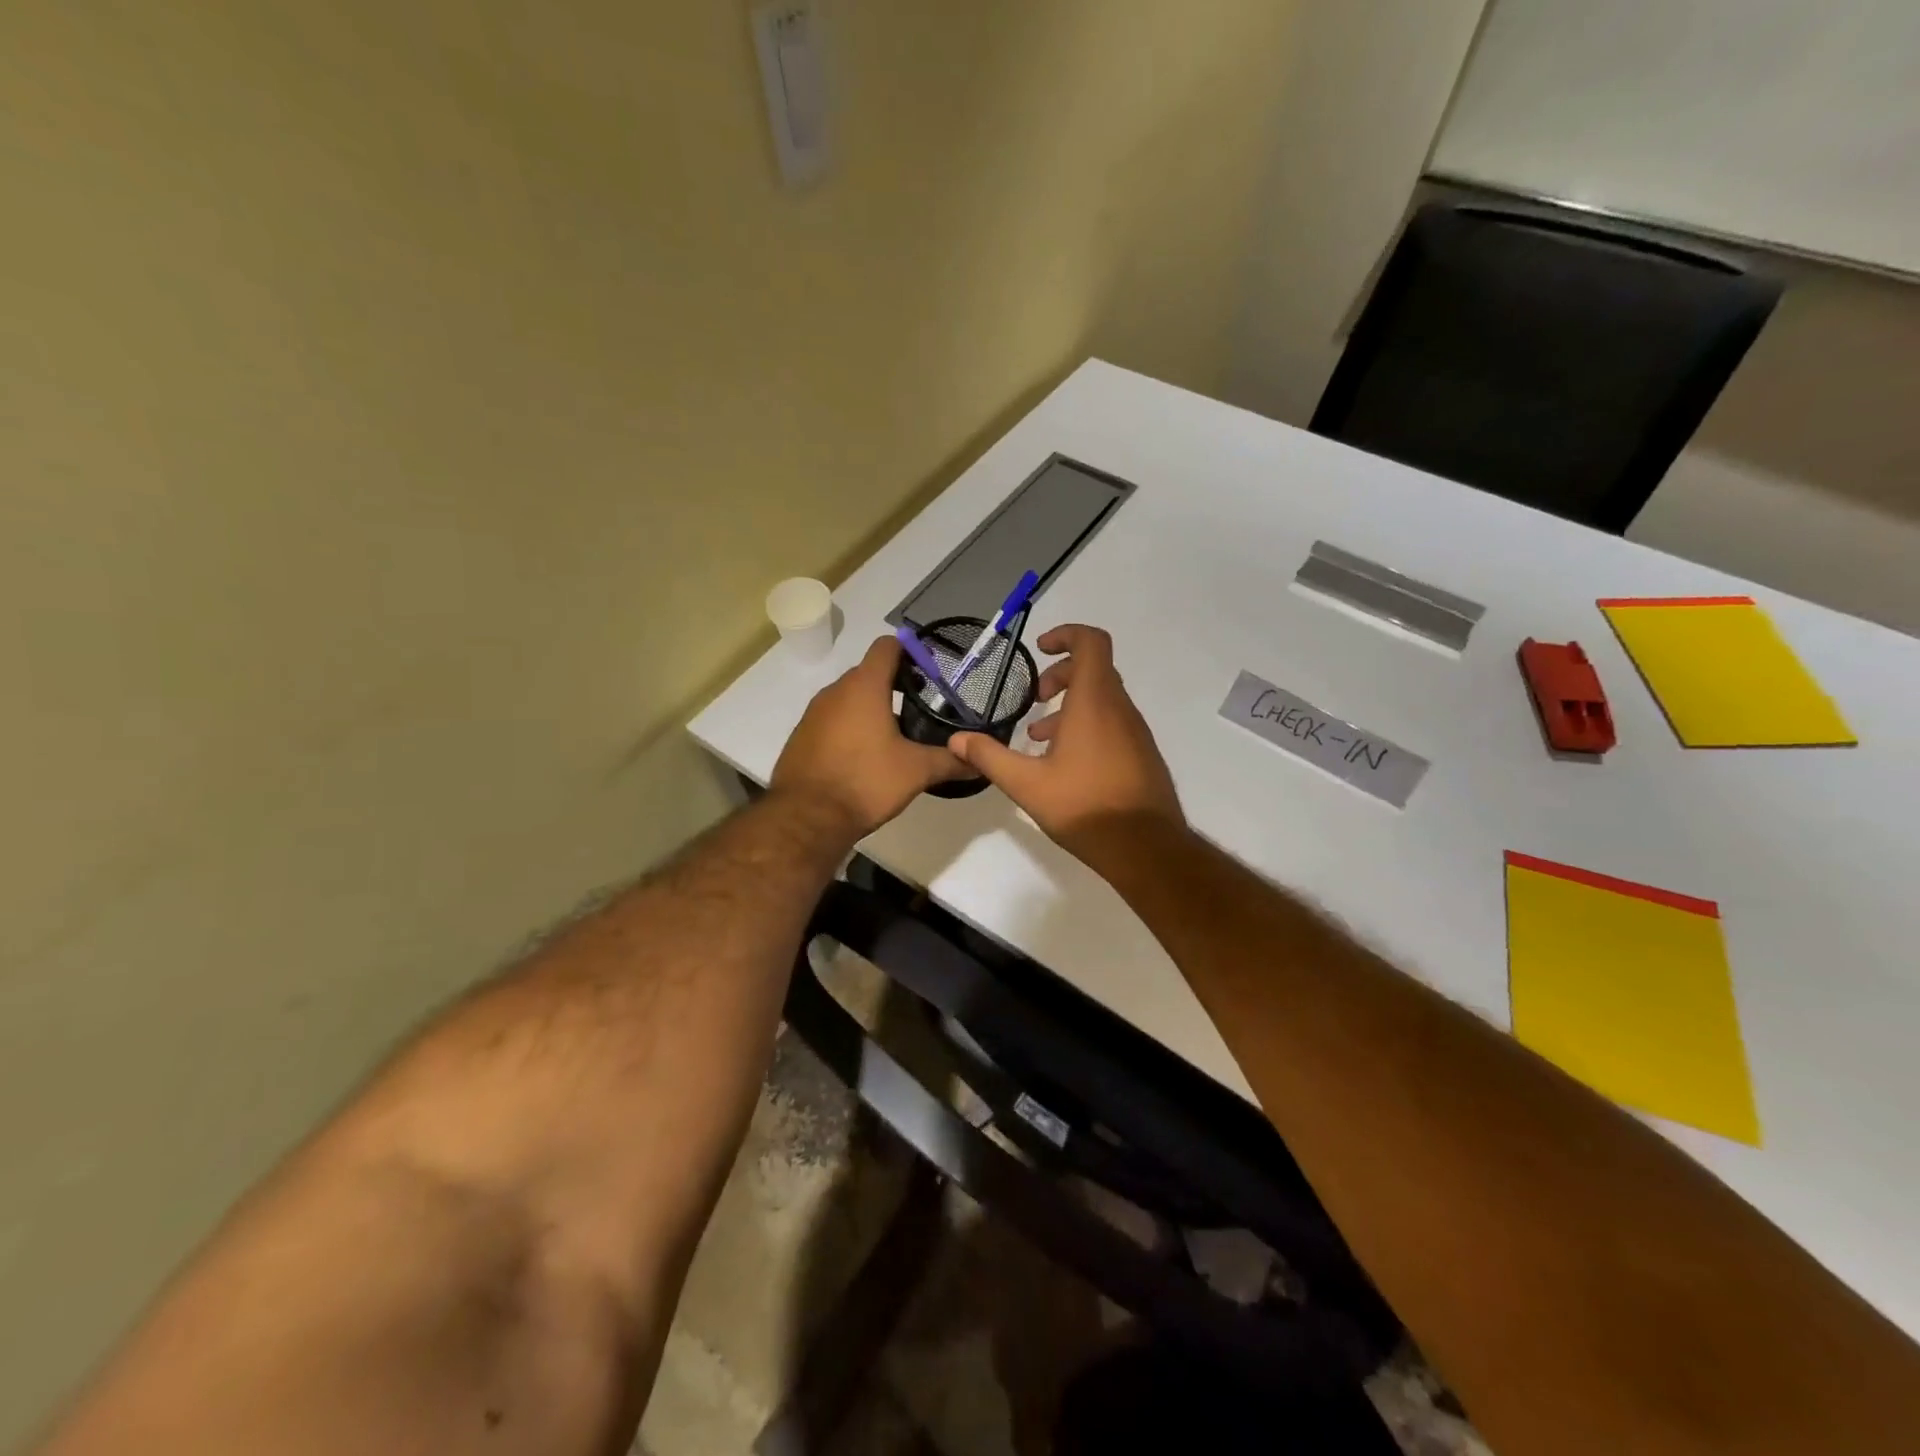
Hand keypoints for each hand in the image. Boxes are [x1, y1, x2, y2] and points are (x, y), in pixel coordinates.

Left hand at [772, 635, 970, 838]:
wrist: (806, 818)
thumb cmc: (865, 782)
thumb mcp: (916, 771)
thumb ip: (951, 761)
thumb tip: (980, 760)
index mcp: (864, 687)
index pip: (887, 646)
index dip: (910, 651)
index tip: (930, 672)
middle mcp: (835, 691)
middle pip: (869, 672)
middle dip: (894, 683)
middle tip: (920, 706)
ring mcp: (813, 713)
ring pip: (849, 697)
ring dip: (871, 707)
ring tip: (896, 733)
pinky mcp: (802, 736)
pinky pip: (832, 720)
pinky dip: (850, 727)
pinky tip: (865, 755)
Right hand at [947, 625, 1182, 854]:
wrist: (1146, 848)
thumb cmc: (1085, 807)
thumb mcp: (1027, 784)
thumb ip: (990, 757)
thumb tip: (956, 740)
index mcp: (1094, 703)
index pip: (1091, 643)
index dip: (1066, 635)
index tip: (1040, 649)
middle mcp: (1120, 709)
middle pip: (1094, 670)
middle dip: (1060, 676)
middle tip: (1035, 701)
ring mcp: (1136, 732)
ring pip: (1103, 700)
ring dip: (1071, 706)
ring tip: (1040, 739)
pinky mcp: (1142, 754)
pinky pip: (1113, 723)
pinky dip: (1087, 726)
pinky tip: (1065, 764)